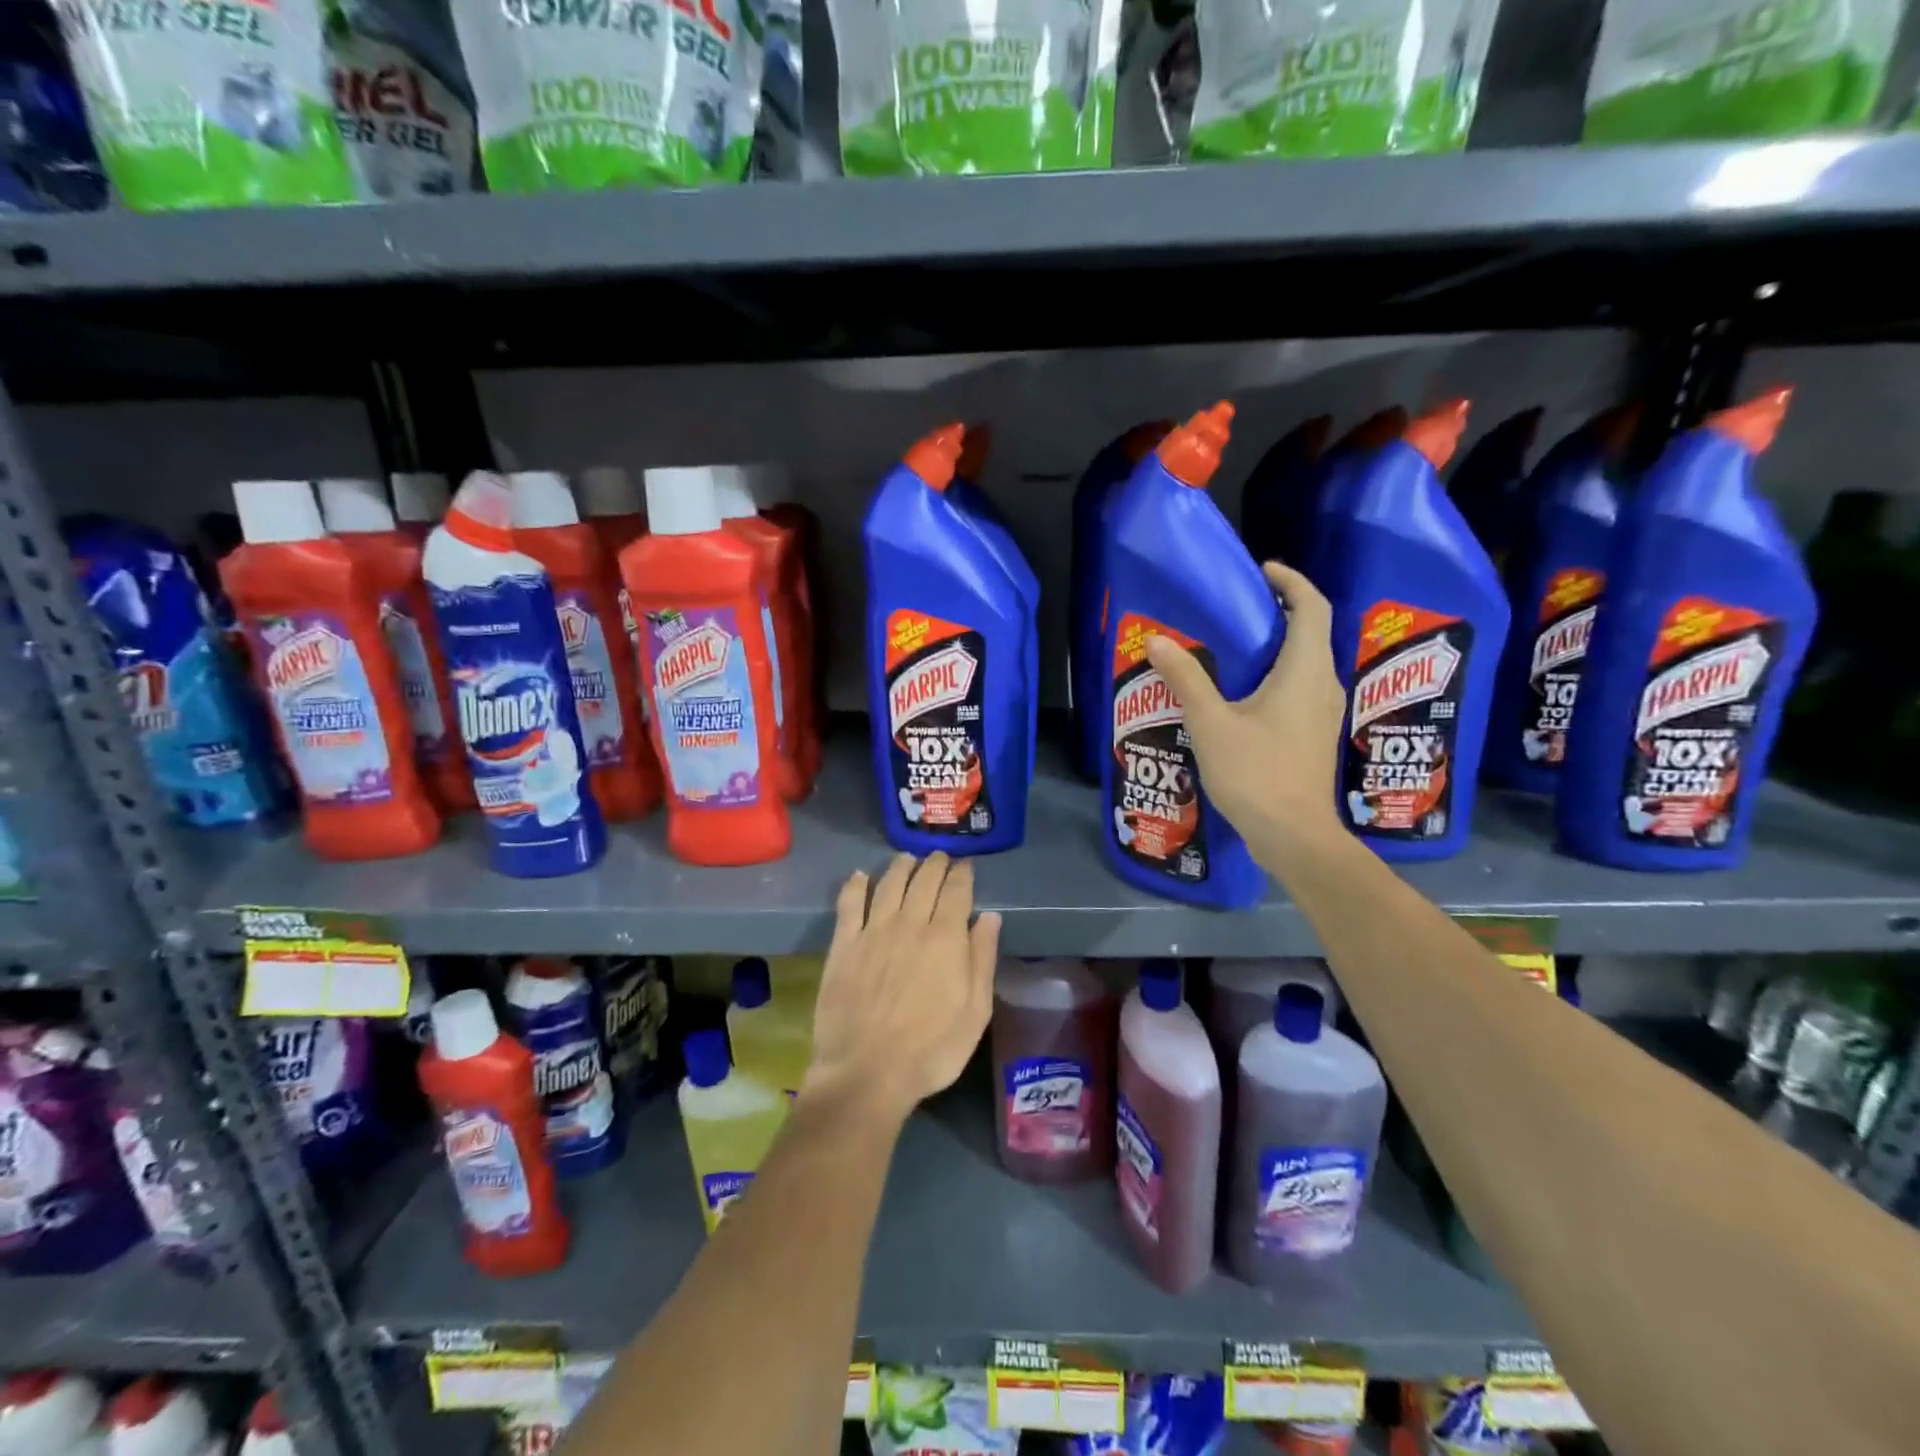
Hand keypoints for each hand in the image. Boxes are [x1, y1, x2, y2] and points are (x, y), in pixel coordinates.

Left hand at [803, 852, 1000, 1126]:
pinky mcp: (844, 945)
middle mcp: (910, 924)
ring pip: (889, 884)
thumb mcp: (975, 1012)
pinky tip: (860, 876)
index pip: (956, 891)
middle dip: (935, 864)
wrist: (867, 1072)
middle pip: (924, 881)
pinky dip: (856, 885)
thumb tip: (989, 917)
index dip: (962, 874)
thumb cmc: (931, 1049)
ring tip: (908, 859)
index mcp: (946, 938)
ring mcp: (873, 932)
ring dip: (901, 867)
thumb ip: (982, 959)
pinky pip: (849, 904)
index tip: (965, 864)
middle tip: (940, 857)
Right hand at [1144, 560, 1346, 866]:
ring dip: (1277, 645)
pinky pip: (1300, 687)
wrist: (1293, 835)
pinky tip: (1242, 693)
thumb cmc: (1256, 773)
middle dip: (1279, 611)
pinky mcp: (1314, 734)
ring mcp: (1323, 712)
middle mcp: (1323, 684)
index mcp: (1305, 671)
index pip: (1312, 607)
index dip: (1291, 581)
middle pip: (1311, 631)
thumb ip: (1186, 678)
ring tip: (1232, 646)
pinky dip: (1276, 674)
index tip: (1261, 570)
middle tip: (1235, 607)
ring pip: (1306, 662)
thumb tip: (1157, 640)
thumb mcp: (1211, 723)